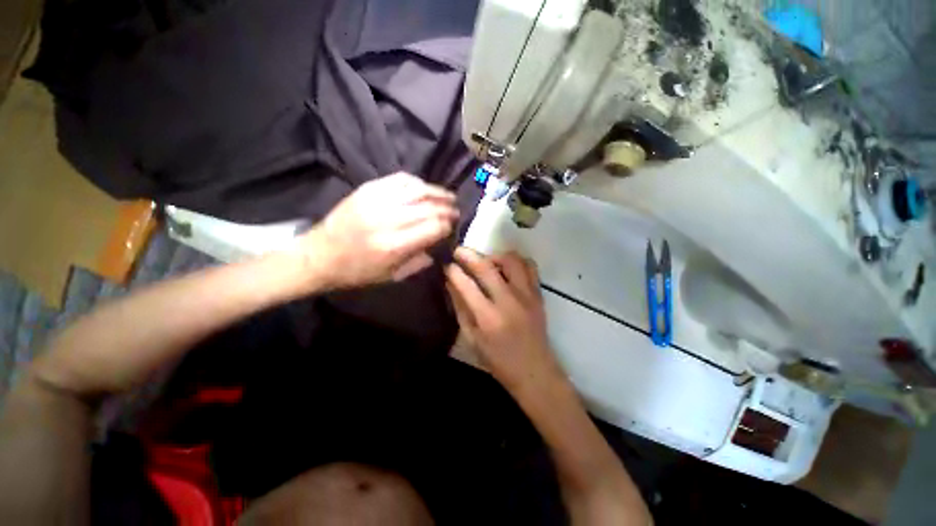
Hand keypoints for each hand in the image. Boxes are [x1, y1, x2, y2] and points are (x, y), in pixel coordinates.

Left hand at [299, 173, 458, 289]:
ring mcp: (377, 200)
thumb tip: (437, 246)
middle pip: (429, 207)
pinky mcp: (367, 189)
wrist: (319, 255)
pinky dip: (417, 182)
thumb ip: (419, 262)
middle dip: (447, 208)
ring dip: (437, 192)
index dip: (447, 225)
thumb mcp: (391, 277)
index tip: (452, 226)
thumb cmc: (357, 272)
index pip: (433, 227)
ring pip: (417, 189)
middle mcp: (388, 219)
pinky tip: (424, 188)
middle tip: (456, 210)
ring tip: (448, 196)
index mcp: (395, 245)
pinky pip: (399, 179)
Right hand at [445, 247, 562, 391]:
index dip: (453, 271)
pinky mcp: (538, 294)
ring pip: (511, 260)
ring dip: (494, 256)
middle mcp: (508, 301)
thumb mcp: (472, 340)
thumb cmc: (498, 361)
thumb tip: (451, 283)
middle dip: (468, 255)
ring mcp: (527, 295)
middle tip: (458, 251)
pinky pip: (529, 266)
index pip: (466, 285)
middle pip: (486, 267)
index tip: (446, 264)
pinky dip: (516, 262)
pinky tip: (506, 269)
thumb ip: (461, 309)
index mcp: (488, 318)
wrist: (535, 371)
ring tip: (485, 263)